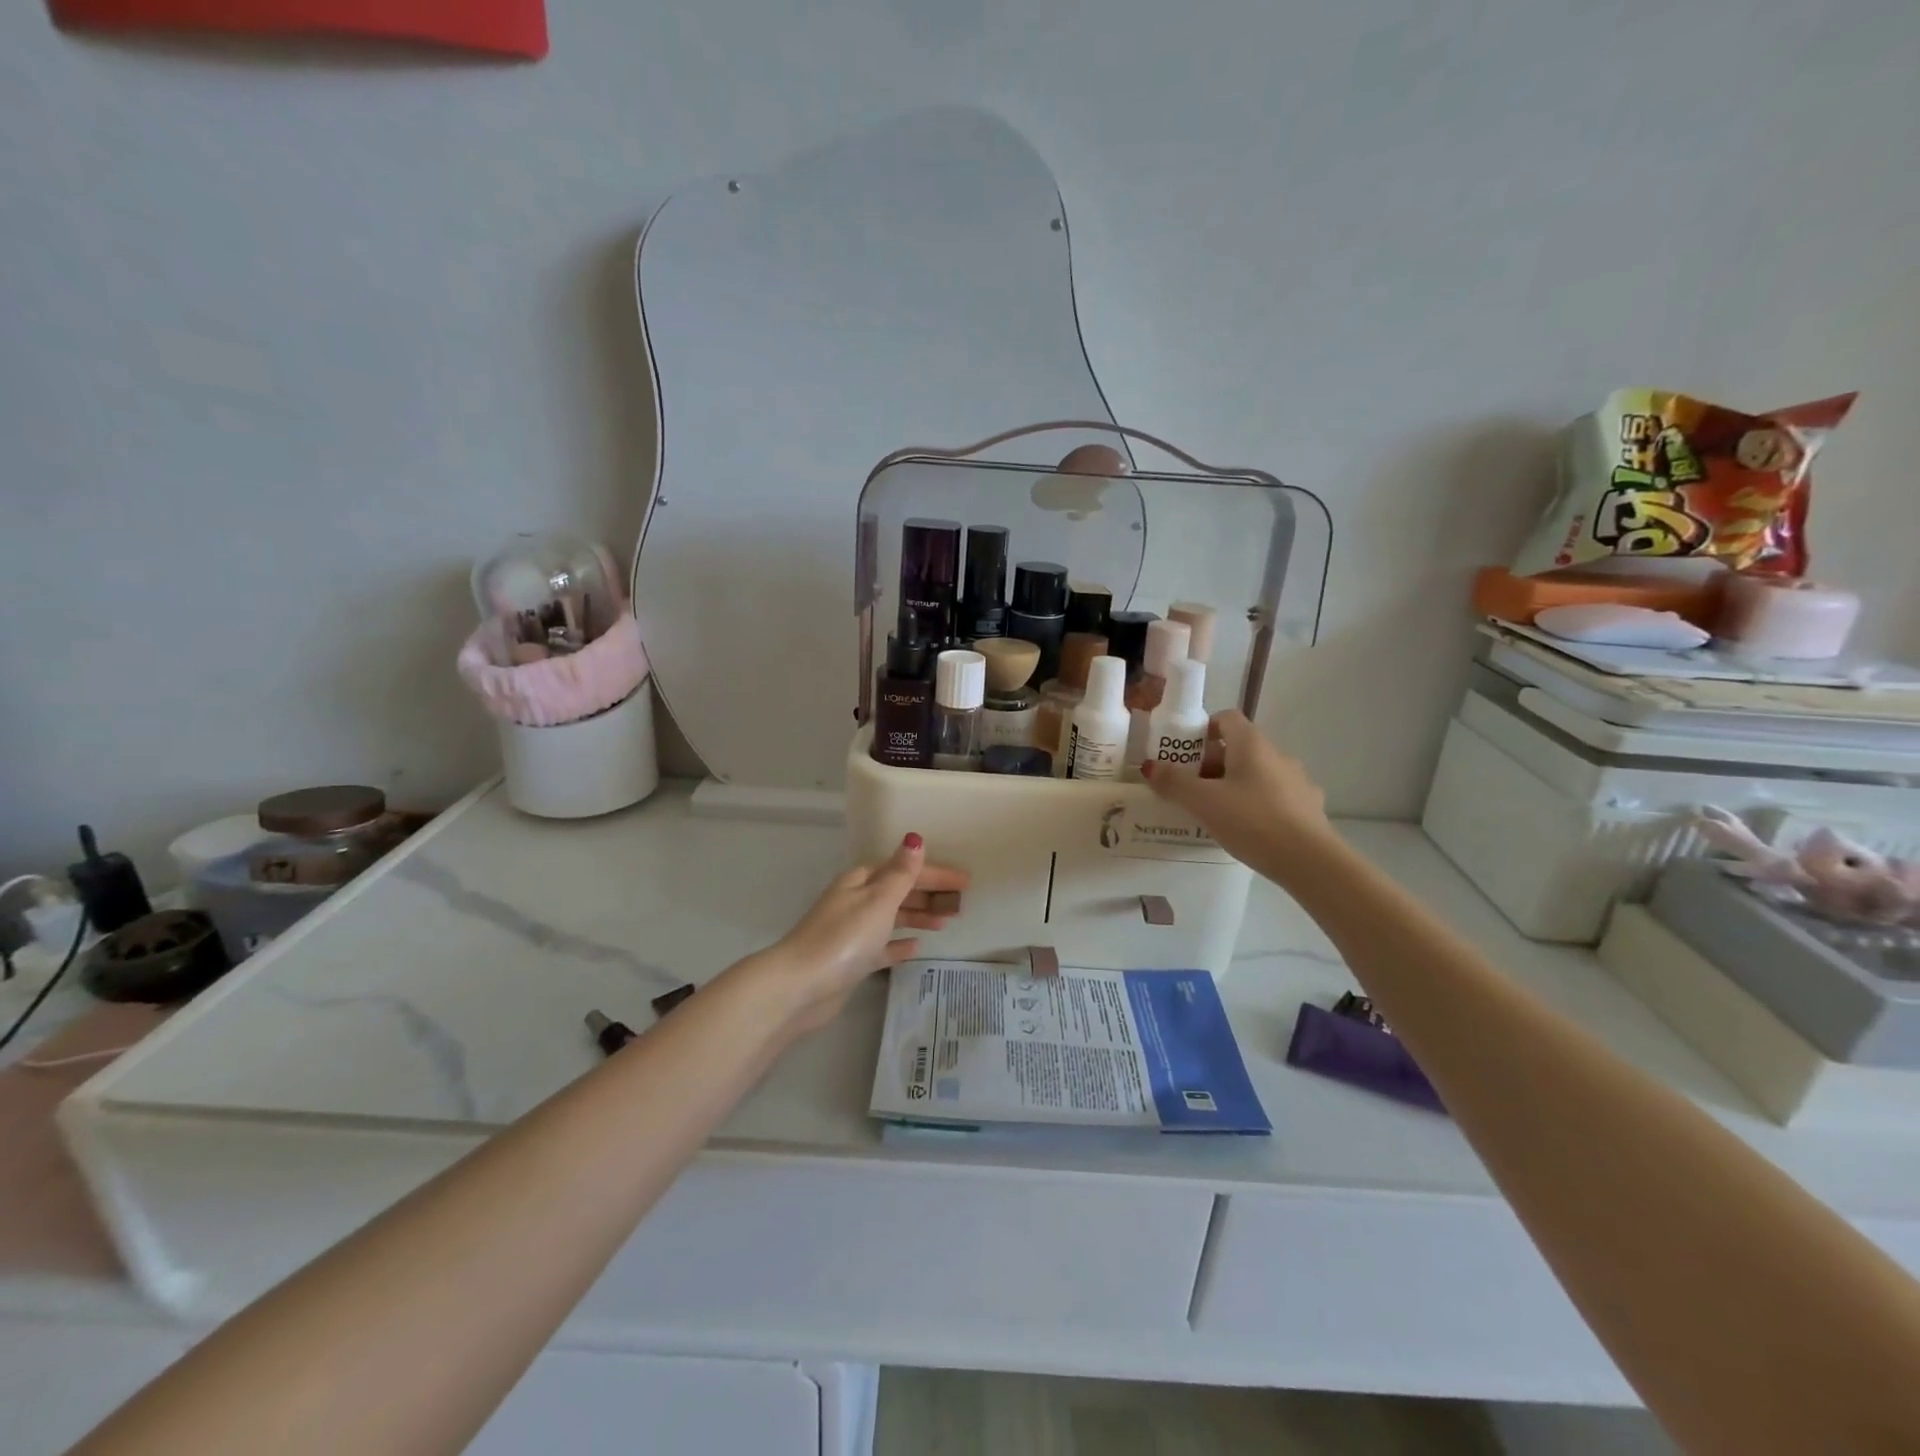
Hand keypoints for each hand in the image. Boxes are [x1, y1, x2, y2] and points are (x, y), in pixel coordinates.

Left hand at [759, 835, 968, 1035]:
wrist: (800, 987)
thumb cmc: (843, 938)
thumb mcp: (877, 900)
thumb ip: (901, 873)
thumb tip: (915, 839)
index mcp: (861, 881)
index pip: (904, 869)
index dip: (935, 873)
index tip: (965, 880)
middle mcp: (856, 901)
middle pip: (899, 891)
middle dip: (930, 894)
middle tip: (962, 903)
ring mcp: (853, 931)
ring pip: (893, 917)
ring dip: (919, 916)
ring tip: (947, 921)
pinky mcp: (852, 960)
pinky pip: (882, 946)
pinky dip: (899, 944)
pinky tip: (916, 947)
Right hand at [1140, 711, 1333, 879]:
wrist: (1309, 861)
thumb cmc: (1251, 820)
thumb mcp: (1203, 802)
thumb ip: (1174, 782)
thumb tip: (1151, 766)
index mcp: (1252, 744)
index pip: (1226, 718)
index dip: (1203, 729)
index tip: (1183, 753)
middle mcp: (1277, 755)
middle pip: (1239, 748)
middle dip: (1211, 763)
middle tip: (1189, 788)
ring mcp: (1297, 781)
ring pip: (1257, 774)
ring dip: (1234, 785)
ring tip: (1214, 812)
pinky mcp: (1308, 807)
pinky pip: (1273, 797)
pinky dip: (1256, 805)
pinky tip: (1246, 829)